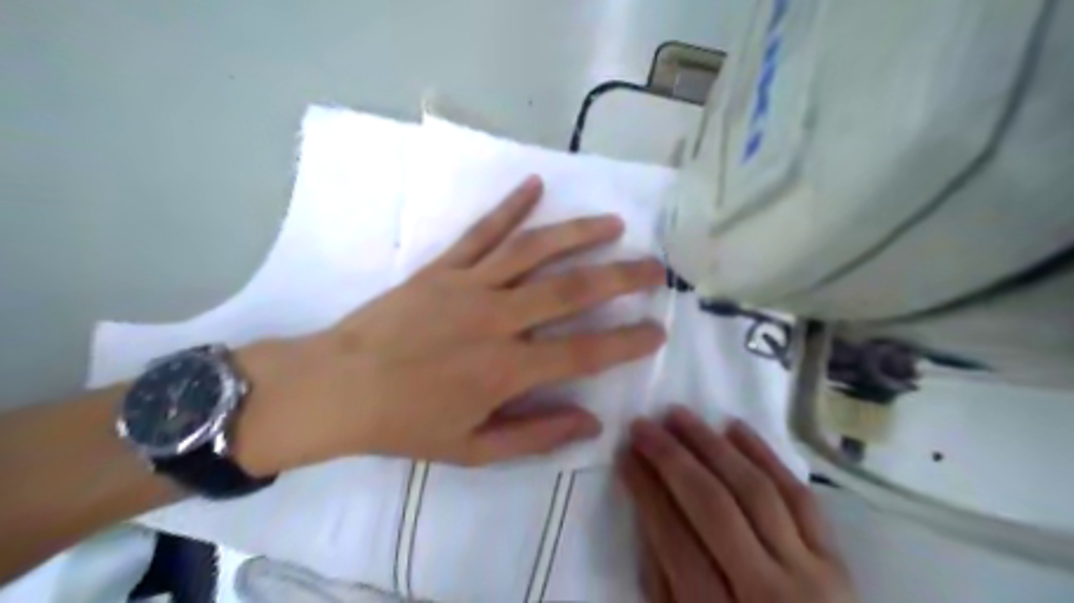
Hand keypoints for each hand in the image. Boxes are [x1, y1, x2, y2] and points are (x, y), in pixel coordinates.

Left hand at [235, 175, 664, 474]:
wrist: (337, 387)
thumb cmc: (406, 424)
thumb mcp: (472, 449)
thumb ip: (535, 436)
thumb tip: (592, 423)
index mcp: (506, 369)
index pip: (584, 352)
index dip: (627, 342)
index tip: (658, 330)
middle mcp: (496, 319)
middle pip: (571, 290)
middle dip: (620, 277)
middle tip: (654, 267)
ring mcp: (468, 286)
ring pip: (534, 251)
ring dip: (578, 234)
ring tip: (613, 223)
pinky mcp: (442, 268)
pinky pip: (481, 232)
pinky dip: (509, 207)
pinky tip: (535, 185)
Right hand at [622, 408, 856, 602]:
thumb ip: (662, 584)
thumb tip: (647, 512)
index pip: (673, 537)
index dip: (645, 489)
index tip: (625, 453)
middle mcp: (767, 593)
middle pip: (713, 506)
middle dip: (672, 458)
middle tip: (644, 424)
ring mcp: (812, 576)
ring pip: (755, 490)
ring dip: (712, 445)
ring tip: (680, 415)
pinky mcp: (839, 563)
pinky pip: (801, 497)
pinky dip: (766, 457)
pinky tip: (736, 428)